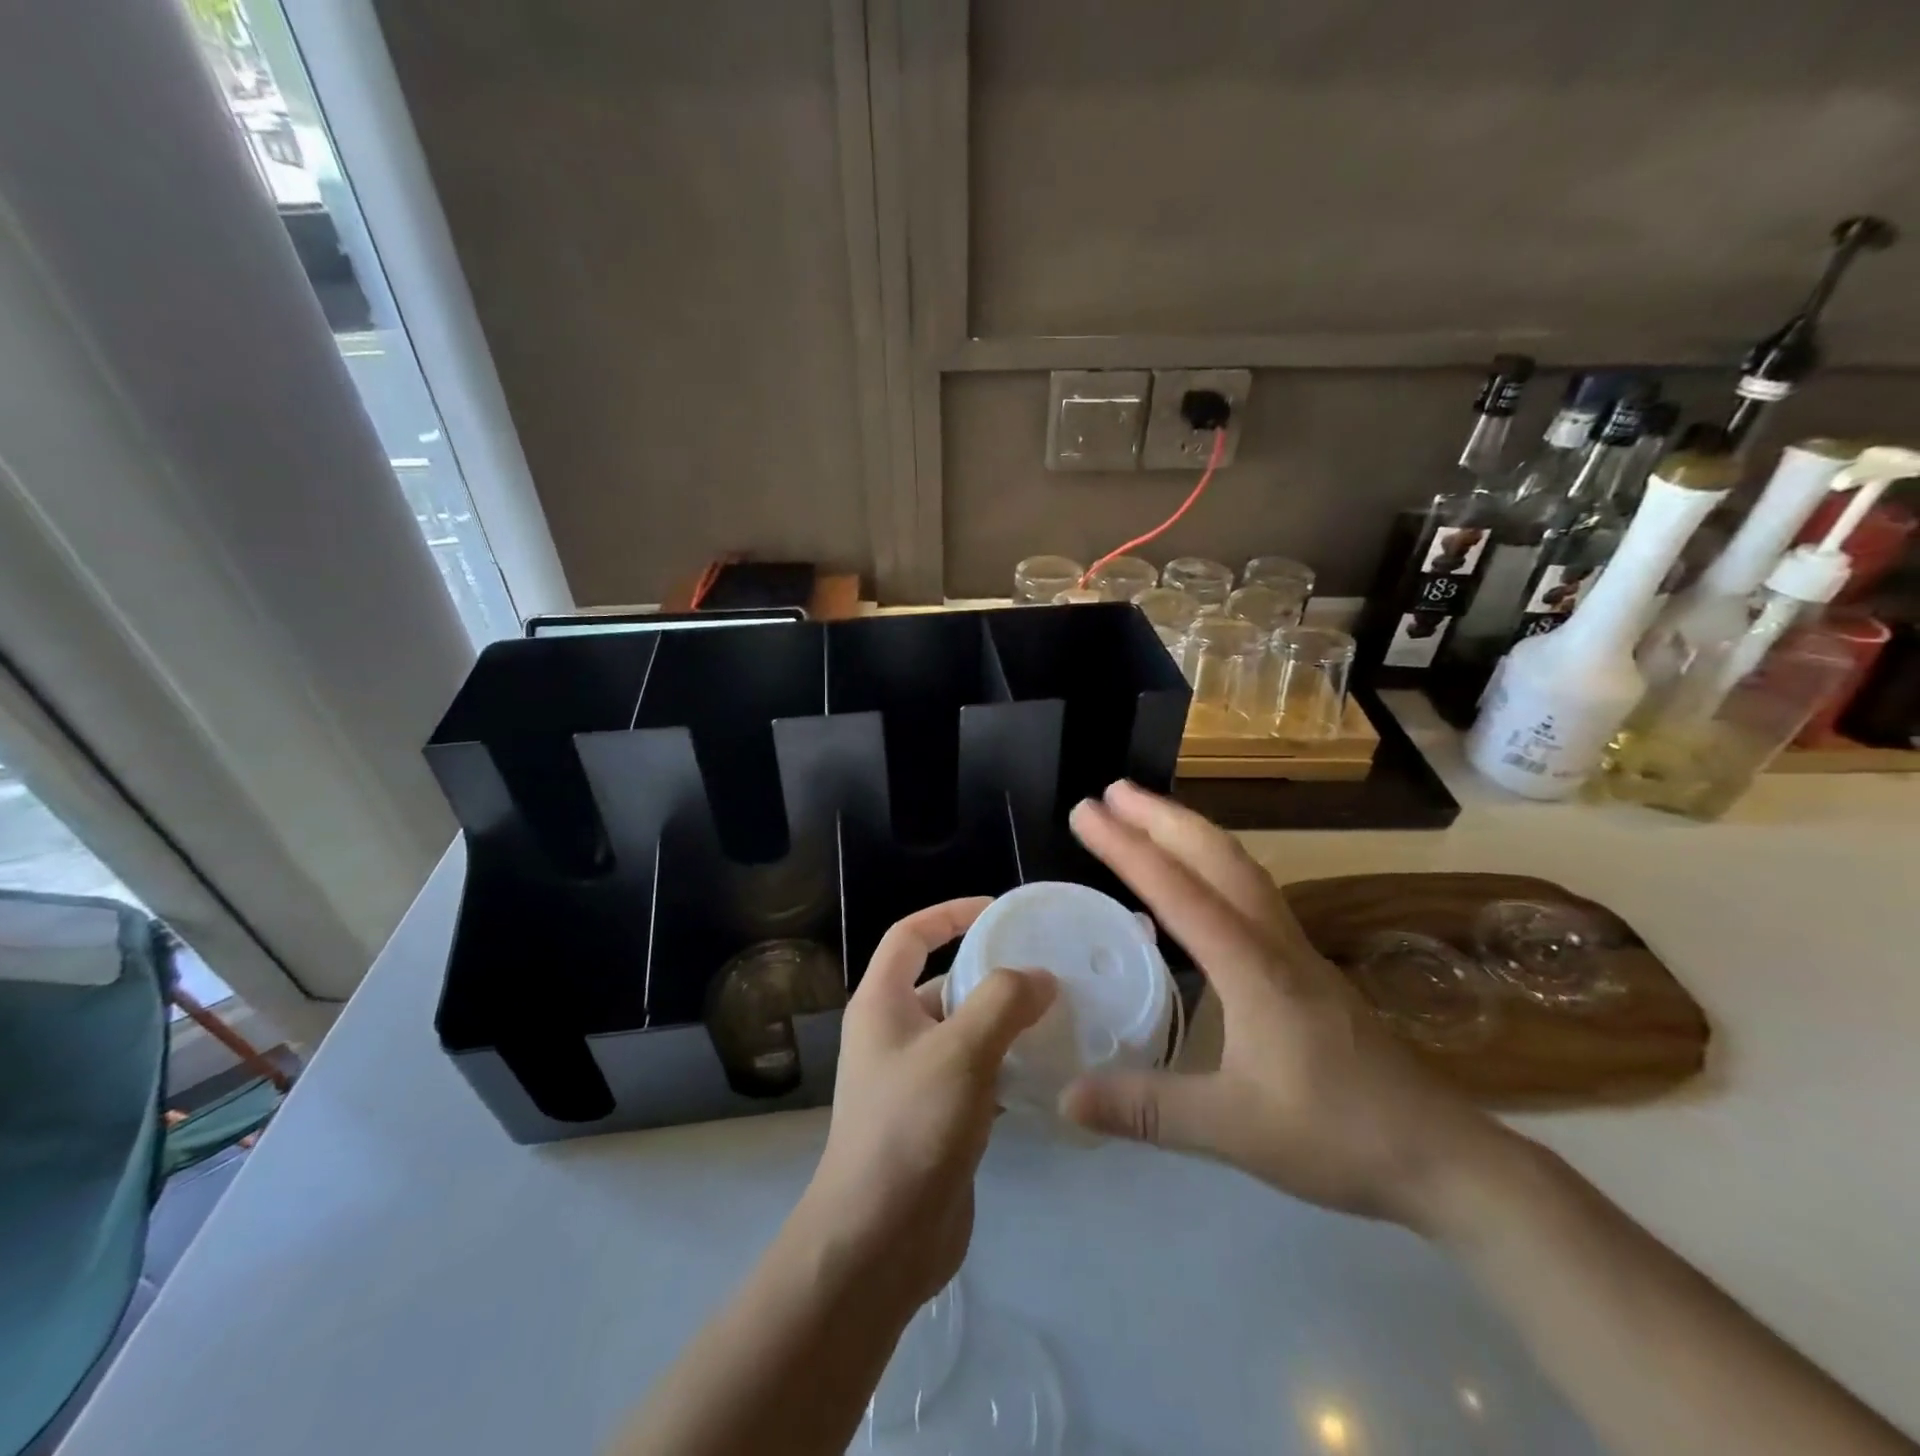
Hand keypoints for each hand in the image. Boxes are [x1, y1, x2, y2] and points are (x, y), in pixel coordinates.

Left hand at [799, 899, 1054, 1309]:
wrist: (878, 1241)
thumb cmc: (911, 1127)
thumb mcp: (960, 1051)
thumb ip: (1003, 1002)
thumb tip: (1040, 976)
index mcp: (881, 1003)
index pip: (910, 935)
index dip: (950, 914)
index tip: (999, 911)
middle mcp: (893, 1033)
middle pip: (944, 982)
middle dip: (991, 974)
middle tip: (1047, 972)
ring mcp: (914, 1077)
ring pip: (965, 1031)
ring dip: (1005, 1023)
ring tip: (1059, 1017)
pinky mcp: (937, 1117)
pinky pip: (976, 1074)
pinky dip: (1007, 1066)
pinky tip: (1047, 1072)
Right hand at [1061, 782, 1511, 1229]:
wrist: (1443, 1158)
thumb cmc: (1338, 1136)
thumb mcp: (1232, 1129)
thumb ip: (1147, 1110)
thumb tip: (1066, 1099)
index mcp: (1252, 966)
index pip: (1179, 891)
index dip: (1127, 848)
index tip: (1085, 812)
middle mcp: (1274, 941)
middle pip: (1217, 857)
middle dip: (1161, 817)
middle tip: (1111, 791)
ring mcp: (1296, 951)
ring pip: (1240, 868)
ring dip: (1191, 833)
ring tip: (1148, 815)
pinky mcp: (1307, 968)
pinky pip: (1252, 892)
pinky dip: (1215, 864)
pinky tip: (1200, 882)